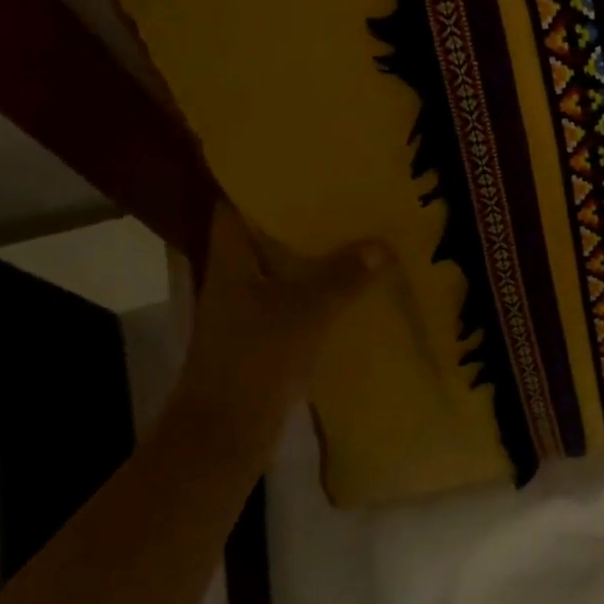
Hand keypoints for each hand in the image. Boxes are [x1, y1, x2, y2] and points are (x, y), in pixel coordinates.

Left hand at [173, 201, 388, 439]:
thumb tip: (380, 245)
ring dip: (310, 254)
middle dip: (298, 217)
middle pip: (263, 236)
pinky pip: (291, 300)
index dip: (261, 184)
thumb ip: (343, 277)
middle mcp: (234, 279)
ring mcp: (245, 311)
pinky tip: (349, 284)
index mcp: (231, 261)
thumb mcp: (306, 312)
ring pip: (280, 269)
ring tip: (353, 230)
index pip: (235, 207)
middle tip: (341, 193)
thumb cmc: (255, 360)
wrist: (223, 436)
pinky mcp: (261, 338)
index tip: (299, 166)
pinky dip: (314, 289)